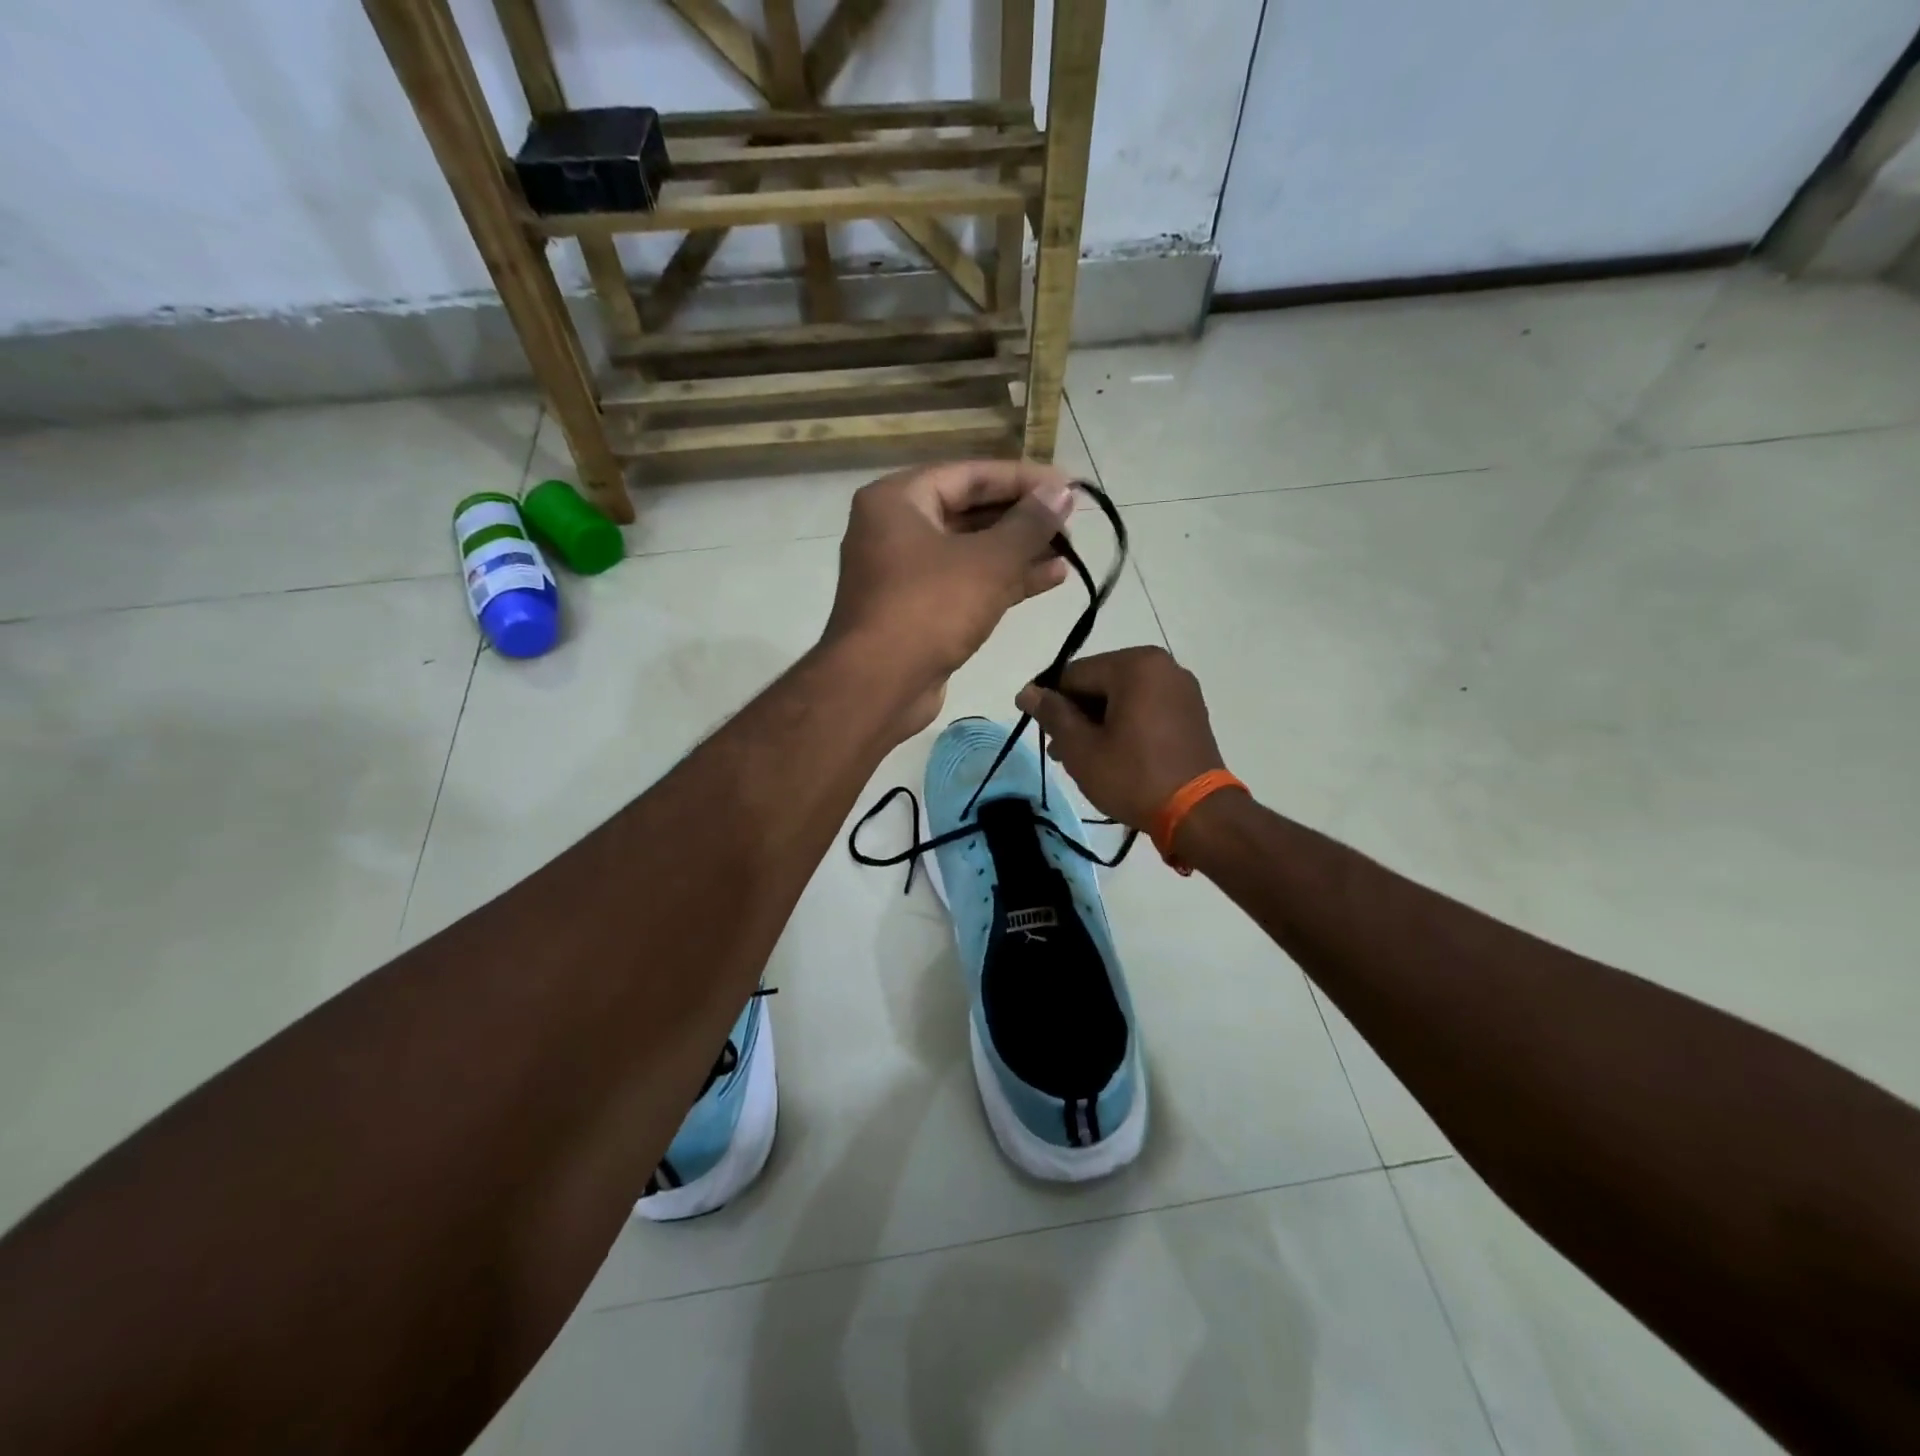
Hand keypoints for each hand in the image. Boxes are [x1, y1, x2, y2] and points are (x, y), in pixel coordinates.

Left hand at [824, 460, 1076, 735]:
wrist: (879, 686)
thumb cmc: (929, 608)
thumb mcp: (988, 561)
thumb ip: (1030, 523)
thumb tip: (1062, 491)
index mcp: (897, 500)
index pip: (969, 475)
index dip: (1023, 478)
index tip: (1068, 487)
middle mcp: (895, 530)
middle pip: (969, 511)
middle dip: (1023, 518)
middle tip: (1071, 521)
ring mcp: (905, 574)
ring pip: (971, 551)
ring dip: (1019, 551)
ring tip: (1070, 551)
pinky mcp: (918, 611)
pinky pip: (966, 583)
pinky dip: (1004, 580)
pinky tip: (1051, 578)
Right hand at [1015, 646, 1226, 830]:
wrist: (1198, 814)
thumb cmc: (1133, 777)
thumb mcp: (1081, 748)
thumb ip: (1052, 714)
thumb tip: (1027, 692)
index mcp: (1135, 665)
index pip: (1074, 675)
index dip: (1051, 703)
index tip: (1044, 736)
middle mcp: (1162, 666)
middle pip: (1099, 683)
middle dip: (1076, 715)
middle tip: (1061, 753)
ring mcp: (1181, 688)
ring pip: (1122, 697)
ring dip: (1098, 722)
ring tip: (1083, 759)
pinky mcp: (1191, 711)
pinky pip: (1145, 708)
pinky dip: (1124, 725)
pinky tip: (1113, 755)